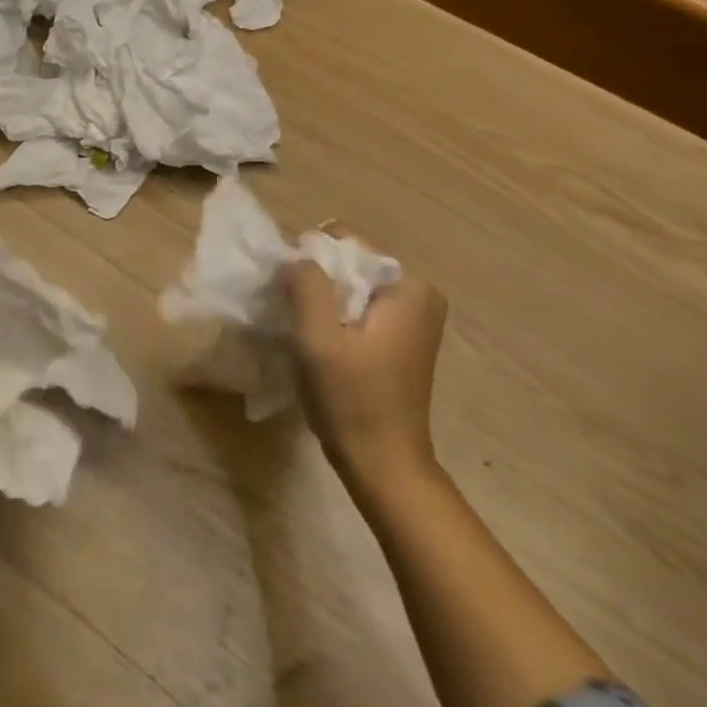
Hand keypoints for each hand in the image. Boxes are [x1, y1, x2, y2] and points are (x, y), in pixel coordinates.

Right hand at [286, 261, 448, 492]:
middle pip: (349, 265)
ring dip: (320, 303)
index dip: (310, 259)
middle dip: (315, 282)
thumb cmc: (352, 398)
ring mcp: (411, 320)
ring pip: (349, 290)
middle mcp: (418, 295)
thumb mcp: (318, 336)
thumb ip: (306, 284)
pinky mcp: (399, 342)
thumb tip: (296, 257)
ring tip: (300, 332)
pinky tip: (315, 346)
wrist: (382, 464)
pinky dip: (332, 320)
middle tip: (290, 313)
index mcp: (409, 287)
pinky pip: (357, 311)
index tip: (287, 292)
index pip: (347, 242)